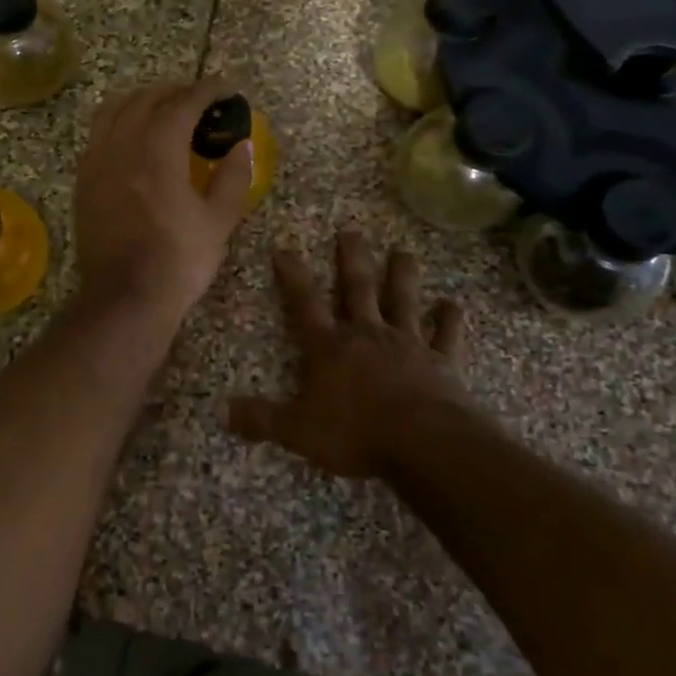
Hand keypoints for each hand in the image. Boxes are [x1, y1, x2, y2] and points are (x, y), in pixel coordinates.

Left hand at [73, 77, 254, 327]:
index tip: (225, 87)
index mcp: (157, 152)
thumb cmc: (178, 261)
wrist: (124, 299)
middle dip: (174, 91)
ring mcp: (96, 162)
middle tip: (199, 99)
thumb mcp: (219, 221)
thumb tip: (242, 144)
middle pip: (145, 99)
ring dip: (141, 101)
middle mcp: (121, 146)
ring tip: (163, 110)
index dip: (206, 90)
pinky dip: (119, 122)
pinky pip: (98, 134)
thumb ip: (233, 176)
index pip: (182, 104)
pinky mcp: (83, 181)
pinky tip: (135, 139)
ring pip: (113, 110)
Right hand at [228, 230, 470, 478]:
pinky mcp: (441, 361)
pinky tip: (453, 304)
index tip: (284, 248)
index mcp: (330, 348)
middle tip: (351, 231)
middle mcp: (367, 335)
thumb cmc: (358, 434)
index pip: (305, 304)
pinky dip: (450, 319)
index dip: (293, 276)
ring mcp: (408, 344)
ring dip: (402, 276)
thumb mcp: (299, 431)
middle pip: (358, 289)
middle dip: (352, 259)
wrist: (425, 444)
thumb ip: (262, 419)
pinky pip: (446, 335)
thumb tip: (221, 412)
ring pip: (403, 301)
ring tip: (403, 251)